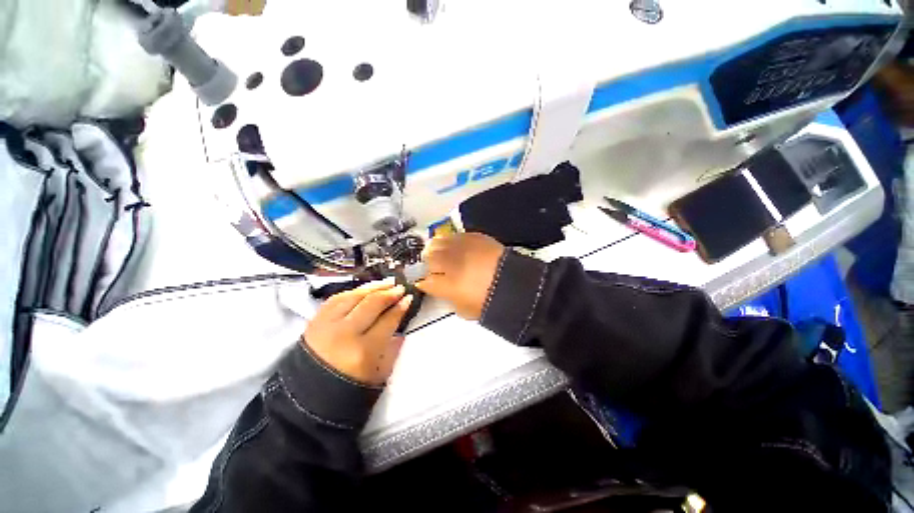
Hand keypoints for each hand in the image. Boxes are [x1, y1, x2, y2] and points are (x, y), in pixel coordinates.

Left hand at [303, 280, 412, 385]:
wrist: (308, 397)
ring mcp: (327, 325)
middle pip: (372, 303)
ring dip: (373, 287)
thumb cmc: (348, 387)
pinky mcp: (314, 321)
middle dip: (390, 293)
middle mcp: (345, 334)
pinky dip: (353, 291)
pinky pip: (336, 298)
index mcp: (364, 351)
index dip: (401, 307)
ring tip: (386, 283)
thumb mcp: (379, 372)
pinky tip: (364, 289)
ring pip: (354, 296)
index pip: (388, 320)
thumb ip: (393, 346)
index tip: (409, 298)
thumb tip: (401, 320)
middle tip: (400, 288)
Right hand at [416, 233, 505, 319]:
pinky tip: (456, 248)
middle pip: (428, 258)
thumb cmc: (489, 301)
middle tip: (434, 268)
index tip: (427, 284)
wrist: (513, 284)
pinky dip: (451, 241)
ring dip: (436, 249)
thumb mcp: (465, 310)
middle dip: (429, 263)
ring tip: (442, 255)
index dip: (425, 283)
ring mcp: (461, 247)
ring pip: (437, 242)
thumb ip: (450, 300)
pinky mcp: (472, 237)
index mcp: (446, 284)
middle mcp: (449, 263)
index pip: (425, 281)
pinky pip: (454, 236)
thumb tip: (445, 292)